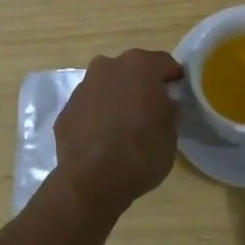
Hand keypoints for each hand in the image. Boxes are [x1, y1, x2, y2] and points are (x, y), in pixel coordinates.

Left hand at [53, 49, 183, 216]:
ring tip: (125, 126)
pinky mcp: (66, 109)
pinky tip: (103, 139)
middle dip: (142, 85)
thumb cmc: (141, 152)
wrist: (92, 181)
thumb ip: (168, 109)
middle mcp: (108, 66)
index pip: (165, 63)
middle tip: (151, 109)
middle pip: (132, 70)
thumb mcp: (171, 132)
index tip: (178, 95)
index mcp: (140, 65)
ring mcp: (83, 86)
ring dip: (117, 98)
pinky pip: (89, 107)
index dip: (173, 79)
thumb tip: (163, 103)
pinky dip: (97, 116)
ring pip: (107, 86)